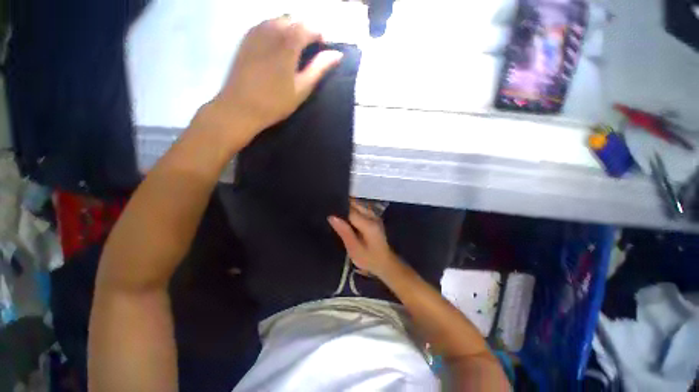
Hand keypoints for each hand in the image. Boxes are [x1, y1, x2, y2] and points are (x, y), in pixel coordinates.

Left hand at [203, 16, 342, 147]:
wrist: (240, 107)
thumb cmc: (275, 102)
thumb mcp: (302, 88)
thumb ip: (319, 68)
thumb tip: (337, 54)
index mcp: (288, 43)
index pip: (308, 27)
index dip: (319, 34)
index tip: (324, 47)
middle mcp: (271, 29)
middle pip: (293, 19)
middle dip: (305, 30)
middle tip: (310, 49)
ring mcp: (256, 32)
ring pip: (278, 19)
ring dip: (291, 28)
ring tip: (295, 47)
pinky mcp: (246, 38)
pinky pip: (265, 24)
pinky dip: (276, 29)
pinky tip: (277, 45)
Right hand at [328, 201, 402, 279]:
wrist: (385, 263)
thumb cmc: (369, 259)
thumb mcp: (354, 249)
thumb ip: (344, 232)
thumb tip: (332, 217)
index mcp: (369, 224)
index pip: (351, 210)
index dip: (339, 209)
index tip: (328, 210)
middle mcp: (373, 216)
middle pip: (355, 204)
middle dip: (343, 206)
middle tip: (331, 214)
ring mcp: (375, 216)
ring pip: (358, 205)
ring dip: (348, 208)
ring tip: (336, 215)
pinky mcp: (374, 218)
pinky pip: (361, 210)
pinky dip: (353, 211)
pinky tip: (346, 219)